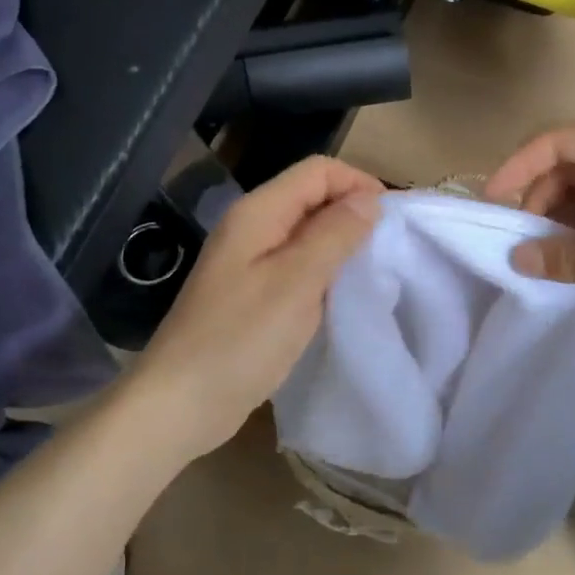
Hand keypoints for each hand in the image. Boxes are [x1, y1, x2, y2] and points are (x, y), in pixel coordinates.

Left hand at [128, 156, 382, 452]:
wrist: (180, 403)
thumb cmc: (240, 339)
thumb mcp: (297, 282)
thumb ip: (335, 234)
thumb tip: (369, 199)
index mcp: (258, 212)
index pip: (318, 171)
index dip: (359, 183)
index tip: (394, 219)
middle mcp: (252, 227)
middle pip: (311, 198)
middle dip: (353, 212)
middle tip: (390, 247)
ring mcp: (249, 262)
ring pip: (307, 234)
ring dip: (341, 244)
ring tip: (373, 271)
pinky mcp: (252, 294)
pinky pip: (297, 266)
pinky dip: (324, 272)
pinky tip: (342, 296)